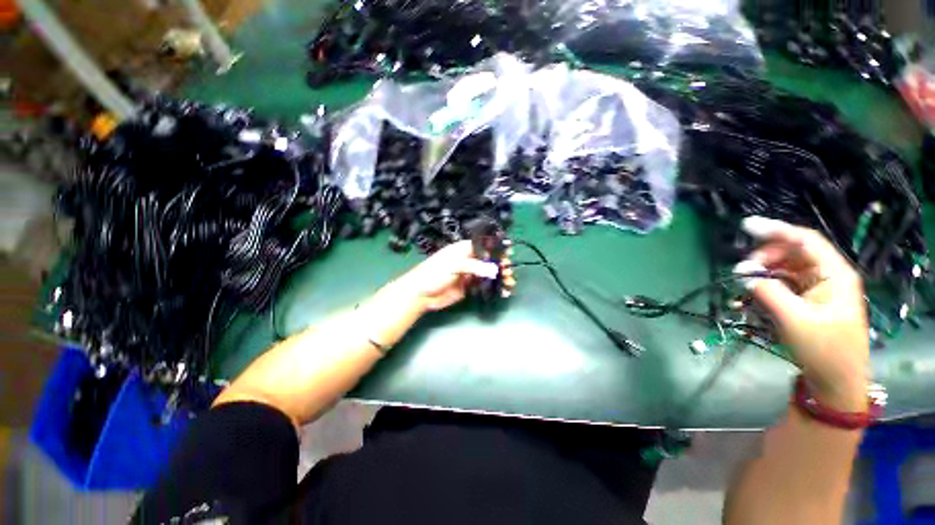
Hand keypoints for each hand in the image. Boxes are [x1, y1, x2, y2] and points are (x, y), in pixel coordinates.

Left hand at [389, 240, 516, 313]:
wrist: (421, 294)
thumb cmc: (434, 273)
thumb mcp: (454, 265)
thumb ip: (474, 266)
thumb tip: (494, 270)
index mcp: (464, 249)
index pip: (484, 245)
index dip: (496, 249)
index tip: (509, 254)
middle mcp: (468, 259)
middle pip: (488, 260)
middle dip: (501, 264)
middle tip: (509, 271)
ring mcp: (469, 273)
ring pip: (488, 273)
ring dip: (499, 277)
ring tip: (510, 283)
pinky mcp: (468, 286)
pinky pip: (483, 285)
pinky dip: (493, 287)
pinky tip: (502, 291)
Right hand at [740, 217, 868, 411]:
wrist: (835, 381)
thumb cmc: (824, 350)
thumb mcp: (794, 320)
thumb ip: (769, 293)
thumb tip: (744, 275)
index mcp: (834, 275)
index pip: (805, 241)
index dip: (776, 230)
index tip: (746, 227)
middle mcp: (827, 276)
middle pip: (792, 253)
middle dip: (764, 258)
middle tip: (742, 272)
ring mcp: (817, 288)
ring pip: (784, 268)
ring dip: (762, 274)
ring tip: (744, 287)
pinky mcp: (807, 300)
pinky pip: (782, 285)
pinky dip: (765, 287)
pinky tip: (750, 297)